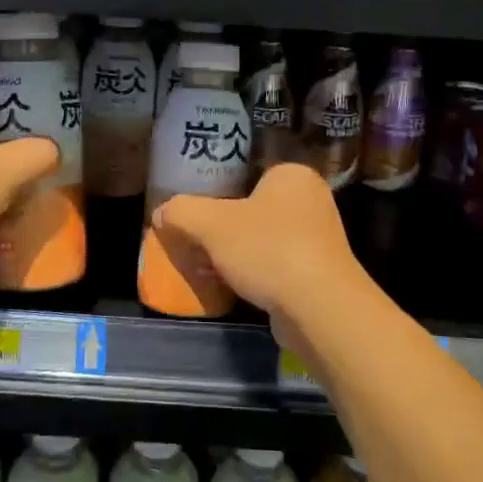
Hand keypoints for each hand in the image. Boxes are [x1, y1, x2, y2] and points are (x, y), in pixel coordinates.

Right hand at [151, 162, 365, 323]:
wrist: (319, 307)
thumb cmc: (268, 249)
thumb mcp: (211, 224)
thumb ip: (182, 212)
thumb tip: (162, 214)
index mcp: (292, 175)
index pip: (246, 174)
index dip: (217, 192)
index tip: (196, 213)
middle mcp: (311, 199)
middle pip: (253, 208)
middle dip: (225, 228)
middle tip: (197, 242)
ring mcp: (320, 237)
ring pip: (264, 238)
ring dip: (238, 253)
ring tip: (209, 267)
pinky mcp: (320, 272)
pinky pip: (277, 264)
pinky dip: (255, 273)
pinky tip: (233, 287)